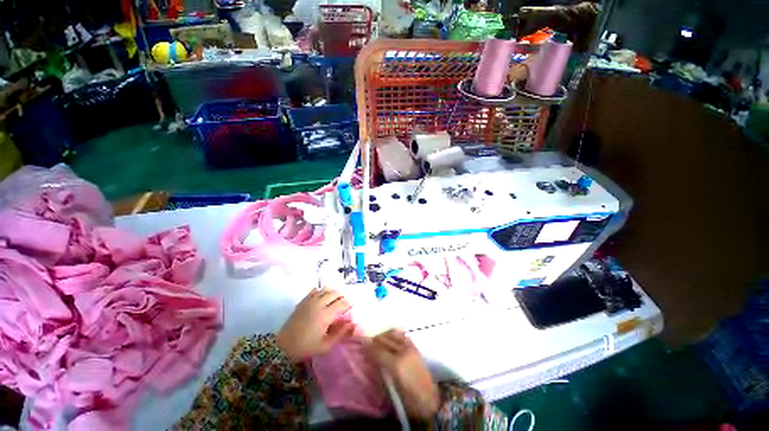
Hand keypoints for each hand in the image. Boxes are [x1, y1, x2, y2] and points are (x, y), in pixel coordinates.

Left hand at [276, 289, 354, 360]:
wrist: (283, 346)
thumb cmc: (306, 347)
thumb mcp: (326, 345)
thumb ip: (340, 333)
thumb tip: (352, 323)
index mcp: (326, 315)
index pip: (342, 303)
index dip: (349, 302)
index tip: (353, 305)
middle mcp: (319, 304)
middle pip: (335, 293)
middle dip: (343, 295)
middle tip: (345, 301)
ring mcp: (310, 301)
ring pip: (326, 289)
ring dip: (333, 292)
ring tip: (336, 298)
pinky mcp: (303, 301)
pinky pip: (315, 290)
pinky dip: (322, 291)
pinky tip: (323, 297)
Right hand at [367, 329, 439, 418]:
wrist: (431, 399)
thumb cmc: (409, 399)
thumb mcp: (392, 388)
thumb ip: (382, 370)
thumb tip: (372, 359)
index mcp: (396, 364)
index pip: (378, 351)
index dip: (369, 348)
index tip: (362, 345)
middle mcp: (403, 351)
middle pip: (385, 340)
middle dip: (375, 340)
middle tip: (367, 342)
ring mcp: (410, 347)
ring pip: (393, 334)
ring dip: (384, 335)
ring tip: (377, 340)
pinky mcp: (415, 347)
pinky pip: (402, 335)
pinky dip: (394, 334)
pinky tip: (390, 338)